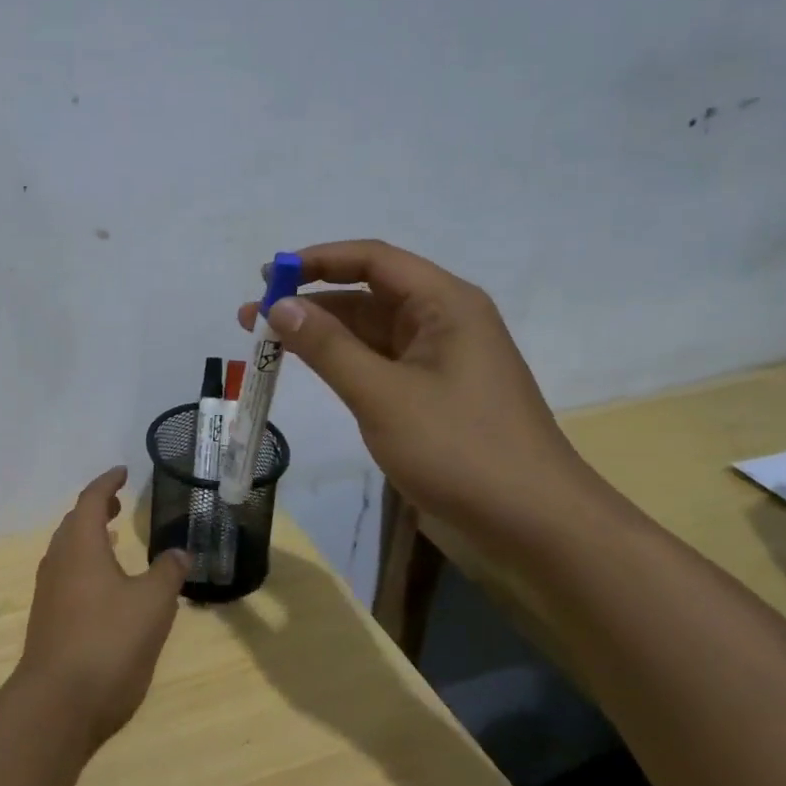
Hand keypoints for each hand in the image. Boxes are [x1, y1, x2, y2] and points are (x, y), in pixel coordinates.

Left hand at [17, 467, 189, 749]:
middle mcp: (59, 561)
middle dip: (95, 509)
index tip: (122, 472)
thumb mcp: (153, 603)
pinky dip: (86, 565)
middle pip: (73, 523)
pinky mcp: (48, 620)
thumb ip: (168, 572)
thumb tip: (179, 551)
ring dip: (89, 538)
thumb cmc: (109, 641)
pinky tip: (105, 587)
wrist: (58, 703)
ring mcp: (49, 593)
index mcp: (80, 545)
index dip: (106, 483)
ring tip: (113, 539)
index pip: (90, 500)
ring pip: (68, 551)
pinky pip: (67, 576)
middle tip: (118, 504)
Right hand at [238, 239, 605, 554]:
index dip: (317, 261)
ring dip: (321, 335)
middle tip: (251, 318)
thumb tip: (279, 305)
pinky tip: (310, 371)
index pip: (373, 260)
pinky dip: (342, 363)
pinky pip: (379, 364)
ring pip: (369, 333)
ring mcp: (439, 361)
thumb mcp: (383, 395)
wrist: (534, 525)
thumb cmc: (460, 449)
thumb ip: (327, 347)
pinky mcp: (432, 395)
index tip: (266, 276)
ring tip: (266, 345)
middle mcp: (443, 322)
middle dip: (309, 302)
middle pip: (368, 294)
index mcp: (445, 304)